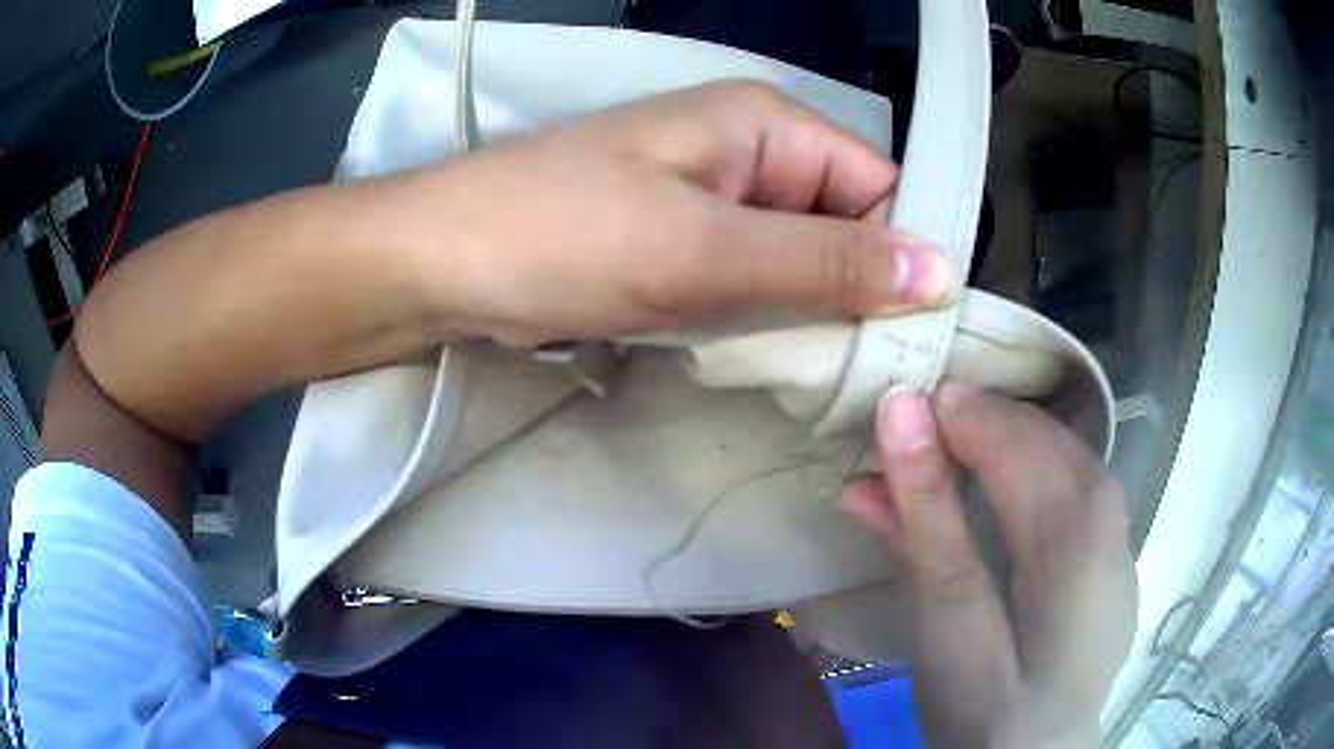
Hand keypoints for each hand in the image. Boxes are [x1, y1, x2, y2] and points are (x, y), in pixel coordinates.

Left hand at [389, 81, 951, 345]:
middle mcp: (753, 153)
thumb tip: (940, 271)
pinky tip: (762, 357)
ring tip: (812, 372)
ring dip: (810, 314)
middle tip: (861, 372)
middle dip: (855, 296)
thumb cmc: (562, 237)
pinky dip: (765, 319)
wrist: (442, 264)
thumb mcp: (702, 249)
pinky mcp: (683, 243)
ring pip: (801, 260)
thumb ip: (826, 261)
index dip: (904, 257)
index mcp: (768, 126)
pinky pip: (755, 279)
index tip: (911, 338)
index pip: (882, 187)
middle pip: (845, 226)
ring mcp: (716, 200)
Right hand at [839, 383, 1136, 746]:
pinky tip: (992, 491)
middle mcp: (1111, 517)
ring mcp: (1118, 536)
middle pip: (1042, 437)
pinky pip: (1069, 485)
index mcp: (1078, 536)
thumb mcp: (948, 625)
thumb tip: (898, 414)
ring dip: (997, 444)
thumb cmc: (986, 710)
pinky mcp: (1110, 556)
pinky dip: (1024, 472)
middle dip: (974, 424)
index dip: (955, 415)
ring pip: (1058, 454)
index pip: (1015, 439)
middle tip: (910, 435)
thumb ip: (928, 519)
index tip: (897, 408)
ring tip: (943, 456)